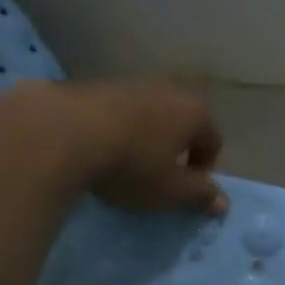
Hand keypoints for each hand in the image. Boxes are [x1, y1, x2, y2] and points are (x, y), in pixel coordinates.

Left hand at [0, 79, 226, 214]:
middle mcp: (169, 89)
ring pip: (150, 114)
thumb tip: (223, 202)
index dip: (203, 170)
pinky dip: (116, 128)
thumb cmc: (132, 165)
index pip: (213, 142)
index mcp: (195, 112)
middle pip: (182, 123)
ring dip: (145, 137)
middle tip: (158, 175)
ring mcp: (131, 82)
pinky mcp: (95, 83)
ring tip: (125, 163)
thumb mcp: (171, 191)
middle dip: (175, 148)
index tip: (183, 190)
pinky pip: (118, 110)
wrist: (61, 132)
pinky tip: (98, 148)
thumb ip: (200, 195)